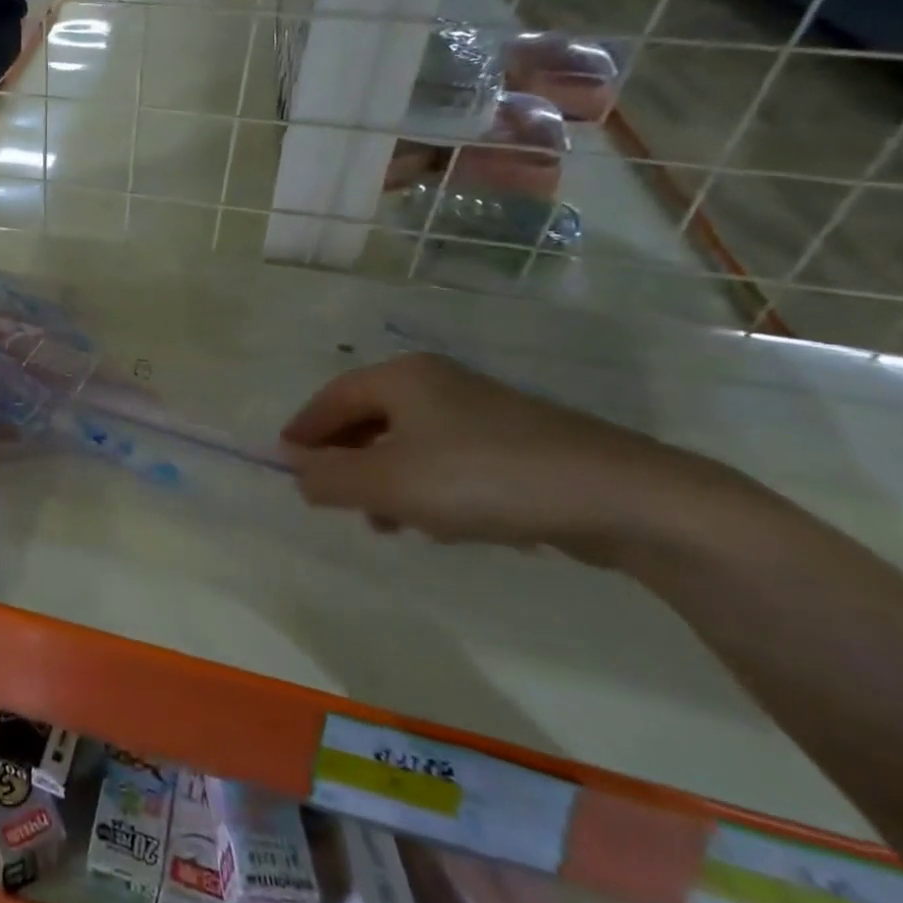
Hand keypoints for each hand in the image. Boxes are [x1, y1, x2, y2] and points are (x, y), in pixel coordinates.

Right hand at [279, 352, 752, 560]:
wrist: (619, 497)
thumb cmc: (481, 478)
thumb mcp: (388, 484)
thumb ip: (330, 478)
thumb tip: (297, 472)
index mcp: (402, 378)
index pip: (332, 398)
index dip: (303, 430)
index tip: (283, 462)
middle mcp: (437, 383)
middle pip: (369, 417)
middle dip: (345, 459)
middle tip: (330, 496)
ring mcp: (481, 411)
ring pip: (409, 442)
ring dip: (385, 479)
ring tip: (384, 524)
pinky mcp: (516, 443)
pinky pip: (447, 460)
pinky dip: (427, 487)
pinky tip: (438, 524)